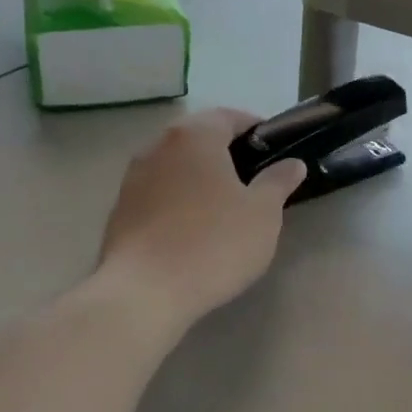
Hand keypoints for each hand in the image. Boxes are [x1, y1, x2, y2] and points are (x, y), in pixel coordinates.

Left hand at [95, 108, 306, 328]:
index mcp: (195, 136)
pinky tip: (194, 228)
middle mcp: (158, 146)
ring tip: (225, 205)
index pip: (229, 116)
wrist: (144, 294)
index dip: (256, 129)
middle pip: (199, 137)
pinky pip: (159, 192)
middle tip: (255, 178)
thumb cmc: (213, 243)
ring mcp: (133, 178)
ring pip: (176, 165)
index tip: (276, 151)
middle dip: (227, 152)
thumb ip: (278, 181)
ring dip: (200, 176)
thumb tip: (292, 164)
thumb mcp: (263, 213)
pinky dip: (179, 199)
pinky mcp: (119, 210)